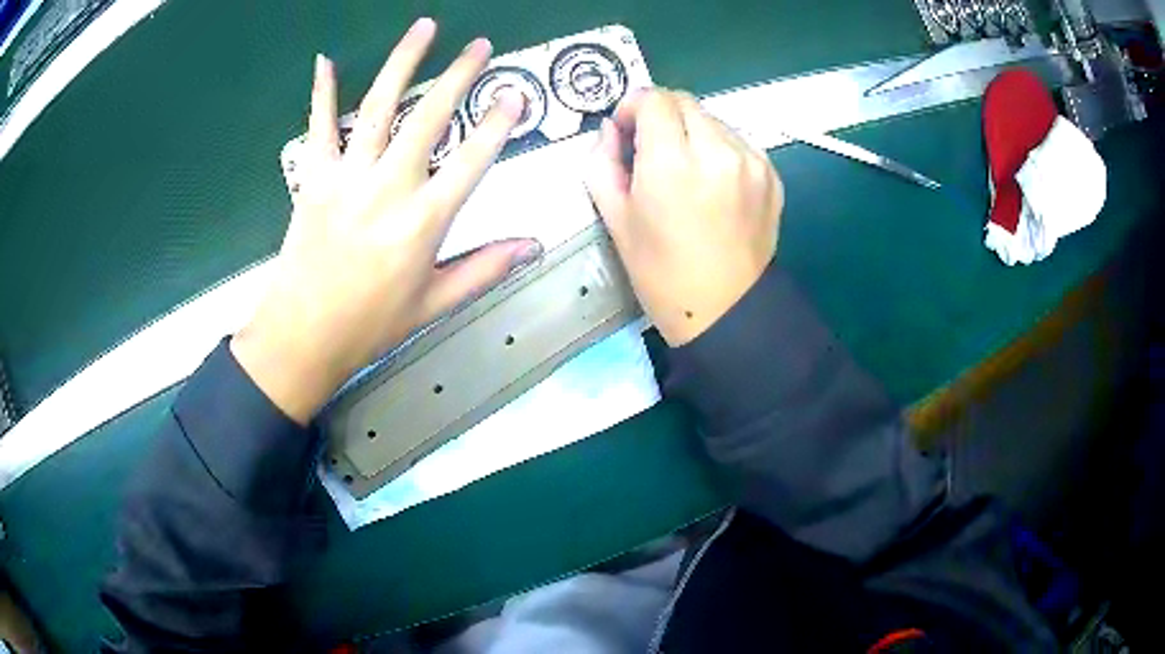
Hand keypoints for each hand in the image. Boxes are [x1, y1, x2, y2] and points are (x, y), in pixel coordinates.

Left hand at [232, 18, 539, 423]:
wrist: (303, 335)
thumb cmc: (370, 324)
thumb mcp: (434, 303)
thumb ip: (484, 268)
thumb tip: (531, 245)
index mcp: (424, 221)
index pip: (472, 160)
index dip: (498, 124)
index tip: (515, 95)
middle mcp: (389, 187)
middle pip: (430, 117)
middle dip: (459, 76)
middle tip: (479, 46)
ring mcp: (347, 177)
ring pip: (379, 106)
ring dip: (403, 62)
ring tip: (425, 28)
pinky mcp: (313, 178)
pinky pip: (318, 126)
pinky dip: (321, 91)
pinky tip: (325, 60)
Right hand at [585, 89, 782, 346]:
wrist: (726, 311)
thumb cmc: (662, 273)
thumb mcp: (616, 220)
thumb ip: (602, 162)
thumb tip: (610, 129)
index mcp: (673, 164)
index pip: (655, 99)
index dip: (634, 106)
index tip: (627, 130)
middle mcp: (718, 152)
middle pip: (685, 102)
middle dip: (662, 115)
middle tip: (651, 150)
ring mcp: (751, 162)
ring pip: (713, 119)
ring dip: (692, 131)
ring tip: (685, 169)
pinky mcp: (772, 175)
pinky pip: (738, 141)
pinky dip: (719, 148)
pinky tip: (712, 181)